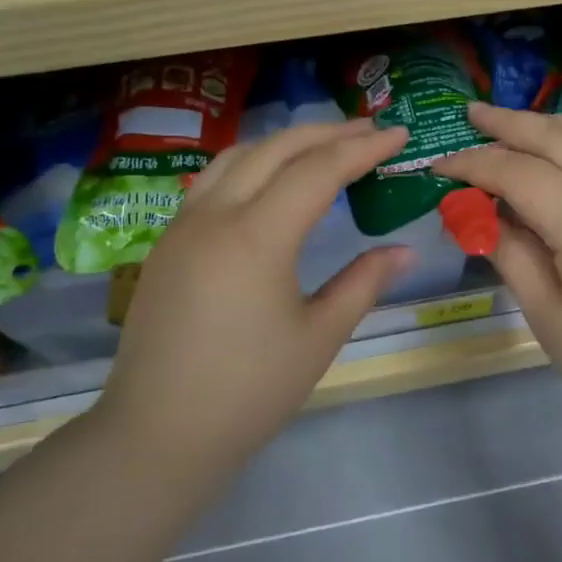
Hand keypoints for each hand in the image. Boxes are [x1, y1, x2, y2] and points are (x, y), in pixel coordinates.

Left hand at [98, 119, 412, 466]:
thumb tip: (403, 251)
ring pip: (237, 157)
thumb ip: (363, 283)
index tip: (399, 135)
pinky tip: (267, 180)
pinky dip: (250, 164)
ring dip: (284, 142)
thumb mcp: (319, 337)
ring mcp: (183, 226)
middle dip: (326, 133)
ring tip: (322, 145)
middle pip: (276, 149)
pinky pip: (212, 181)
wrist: (159, 432)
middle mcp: (215, 216)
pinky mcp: (167, 243)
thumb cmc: (249, 391)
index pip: (318, 171)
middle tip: (369, 130)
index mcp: (257, 237)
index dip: (363, 149)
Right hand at [439, 104, 561, 448]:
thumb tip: (477, 215)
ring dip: (546, 123)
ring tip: (511, 121)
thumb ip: (509, 252)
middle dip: (507, 123)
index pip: (516, 172)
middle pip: (554, 137)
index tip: (440, 165)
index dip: (473, 164)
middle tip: (471, 114)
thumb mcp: (546, 313)